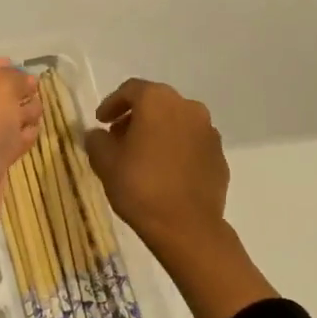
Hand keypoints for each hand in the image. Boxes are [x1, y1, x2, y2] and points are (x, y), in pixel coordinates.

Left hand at [0, 59, 39, 283]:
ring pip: (4, 120)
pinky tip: (35, 133)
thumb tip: (26, 80)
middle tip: (37, 92)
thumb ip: (15, 78)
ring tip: (40, 112)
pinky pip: (8, 143)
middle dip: (17, 92)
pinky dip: (21, 137)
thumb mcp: (0, 89)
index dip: (1, 65)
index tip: (25, 66)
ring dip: (22, 114)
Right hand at [83, 79, 230, 251]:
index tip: (101, 122)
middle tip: (119, 138)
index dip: (112, 104)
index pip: (130, 90)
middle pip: (156, 103)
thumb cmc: (141, 187)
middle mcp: (187, 107)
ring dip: (158, 132)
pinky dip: (177, 148)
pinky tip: (166, 171)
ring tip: (142, 156)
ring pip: (177, 122)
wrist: (187, 227)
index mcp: (157, 100)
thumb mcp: (105, 163)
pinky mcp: (219, 155)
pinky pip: (192, 143)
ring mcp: (208, 131)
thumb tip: (98, 134)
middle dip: (135, 117)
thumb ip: (97, 141)